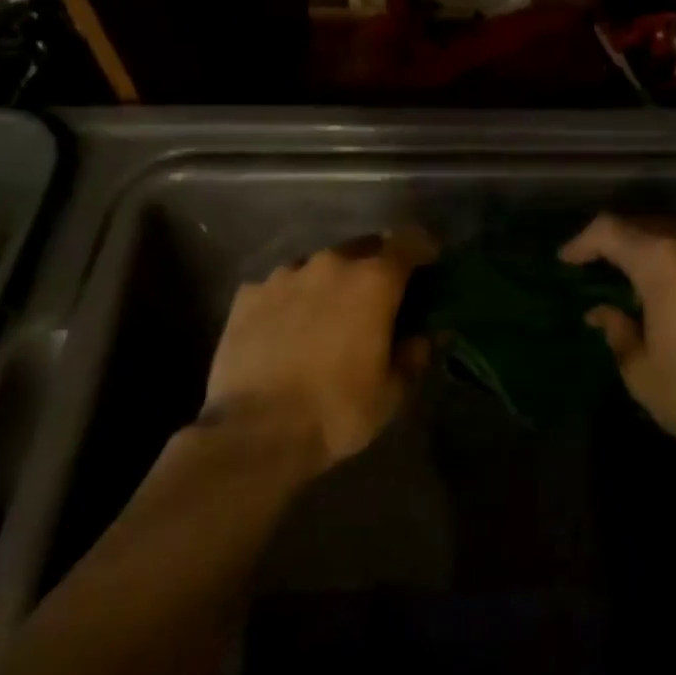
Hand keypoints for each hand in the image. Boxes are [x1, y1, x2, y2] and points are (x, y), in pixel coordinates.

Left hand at [204, 229, 436, 469]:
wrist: (255, 433)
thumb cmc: (337, 410)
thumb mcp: (391, 391)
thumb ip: (413, 354)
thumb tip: (423, 336)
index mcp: (374, 281)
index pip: (409, 241)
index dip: (422, 249)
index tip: (428, 266)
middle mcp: (330, 264)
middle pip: (363, 248)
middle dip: (375, 266)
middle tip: (377, 298)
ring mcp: (284, 276)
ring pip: (319, 265)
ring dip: (331, 282)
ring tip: (327, 315)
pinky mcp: (247, 295)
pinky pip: (281, 286)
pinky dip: (291, 299)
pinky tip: (286, 329)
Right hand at [561, 215, 675, 464]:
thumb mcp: (641, 370)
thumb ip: (617, 331)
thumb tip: (602, 313)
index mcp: (662, 259)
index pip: (609, 231)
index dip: (582, 242)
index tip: (566, 261)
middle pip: (644, 226)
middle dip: (616, 243)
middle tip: (596, 269)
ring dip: (651, 251)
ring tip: (634, 280)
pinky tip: (674, 291)